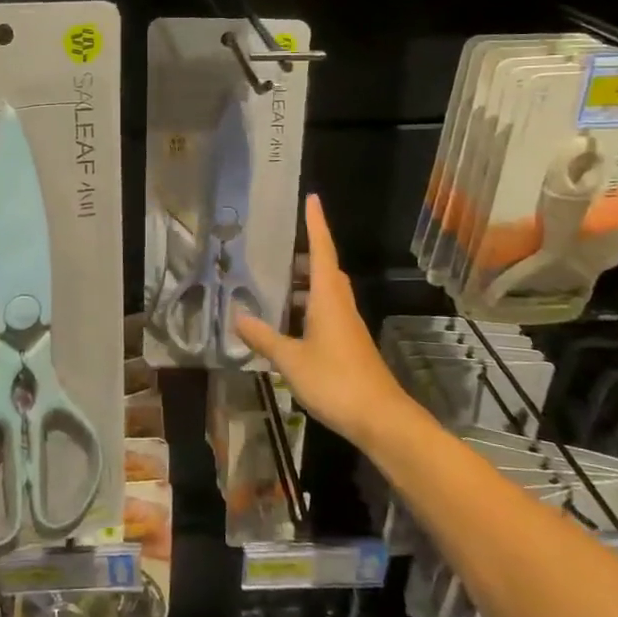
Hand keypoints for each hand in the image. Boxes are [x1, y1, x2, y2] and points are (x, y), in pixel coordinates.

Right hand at [236, 194, 411, 451]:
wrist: (380, 418)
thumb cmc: (335, 380)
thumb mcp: (291, 359)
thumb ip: (263, 337)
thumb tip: (237, 316)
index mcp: (328, 297)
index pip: (322, 250)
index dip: (316, 224)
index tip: (312, 198)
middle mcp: (340, 304)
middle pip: (325, 268)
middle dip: (305, 254)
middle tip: (277, 246)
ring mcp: (347, 325)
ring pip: (326, 292)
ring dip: (304, 283)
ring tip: (274, 282)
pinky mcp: (349, 345)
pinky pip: (326, 312)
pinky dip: (307, 307)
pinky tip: (287, 322)